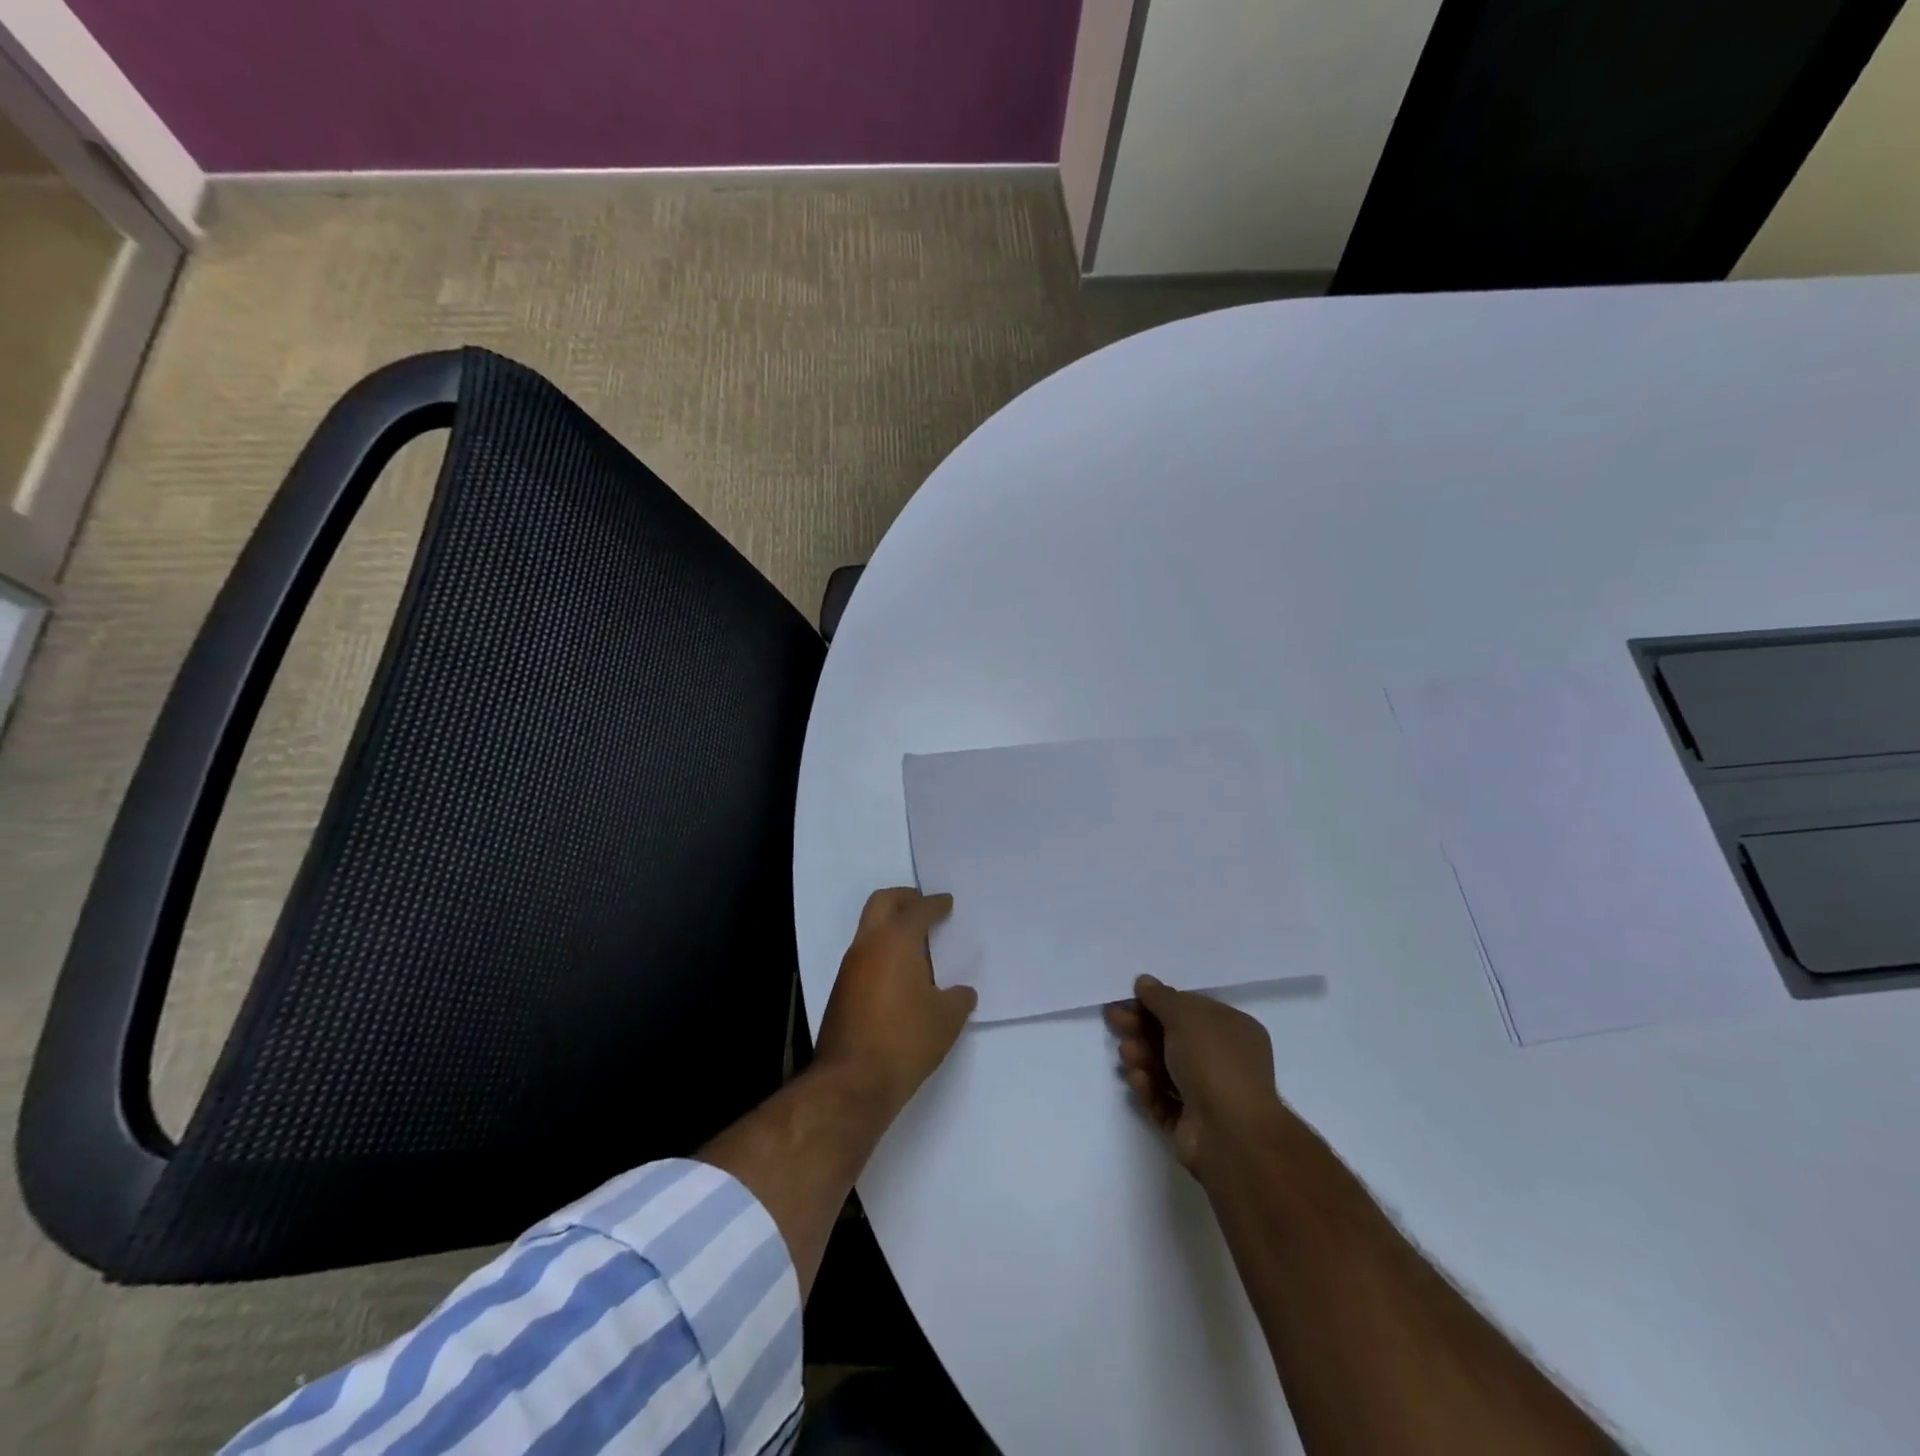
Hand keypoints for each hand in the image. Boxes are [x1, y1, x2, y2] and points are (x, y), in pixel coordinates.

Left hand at [812, 889, 977, 1113]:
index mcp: (896, 941)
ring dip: (891, 926)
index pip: (918, 910)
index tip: (946, 903)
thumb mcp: (946, 1020)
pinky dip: (883, 951)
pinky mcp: (841, 990)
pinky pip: (865, 955)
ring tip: (917, 944)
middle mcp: (868, 945)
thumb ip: (958, 998)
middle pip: (882, 902)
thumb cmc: (905, 1040)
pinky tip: (901, 974)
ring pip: (869, 928)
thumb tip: (962, 993)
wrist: (852, 1082)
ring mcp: (850, 967)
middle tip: (924, 905)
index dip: (935, 904)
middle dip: (904, 898)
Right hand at [1104, 975, 1288, 1178]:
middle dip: (1141, 1028)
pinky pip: (1162, 1099)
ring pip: (1165, 1069)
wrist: (1230, 1134)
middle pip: (1173, 1038)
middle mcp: (1224, 1060)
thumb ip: (1161, 997)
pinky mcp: (1190, 1125)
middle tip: (1113, 1020)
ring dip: (1142, 1057)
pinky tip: (1138, 1079)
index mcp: (1233, 1031)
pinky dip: (1148, 1087)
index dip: (1158, 1003)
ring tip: (1126, 1054)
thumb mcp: (1185, 1016)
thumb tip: (1144, 982)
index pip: (1191, 1010)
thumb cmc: (1214, 1062)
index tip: (1129, 999)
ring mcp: (1208, 1095)